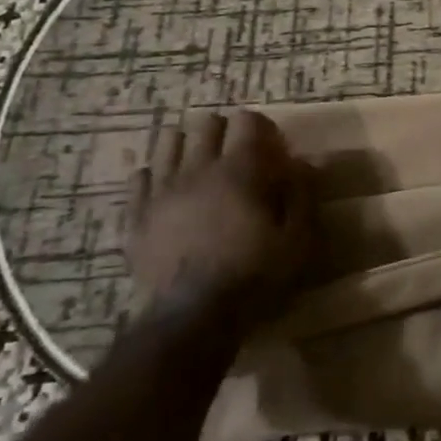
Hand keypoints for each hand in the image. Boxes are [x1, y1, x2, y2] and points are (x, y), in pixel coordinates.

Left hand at [124, 111, 318, 326]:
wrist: (190, 320)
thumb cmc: (253, 278)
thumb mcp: (297, 240)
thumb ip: (303, 195)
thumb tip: (304, 162)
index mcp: (240, 170)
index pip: (247, 120)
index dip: (262, 128)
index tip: (272, 149)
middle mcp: (197, 169)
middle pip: (206, 123)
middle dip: (225, 131)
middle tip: (238, 155)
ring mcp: (161, 190)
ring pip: (168, 141)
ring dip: (188, 145)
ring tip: (200, 166)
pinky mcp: (136, 215)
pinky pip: (139, 177)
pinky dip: (156, 175)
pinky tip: (168, 190)